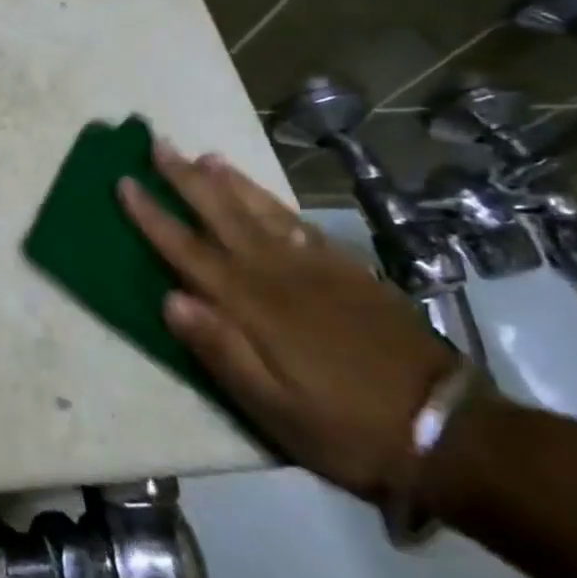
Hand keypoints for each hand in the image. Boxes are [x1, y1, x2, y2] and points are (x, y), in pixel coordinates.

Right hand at [118, 144, 456, 501]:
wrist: (452, 433)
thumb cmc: (345, 427)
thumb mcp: (273, 407)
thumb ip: (220, 350)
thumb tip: (169, 298)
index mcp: (253, 305)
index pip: (188, 251)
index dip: (153, 216)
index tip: (124, 182)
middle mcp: (280, 274)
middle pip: (223, 215)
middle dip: (185, 179)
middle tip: (158, 143)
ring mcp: (319, 270)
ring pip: (263, 212)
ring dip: (229, 182)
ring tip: (204, 156)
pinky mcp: (350, 274)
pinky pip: (300, 226)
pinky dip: (274, 204)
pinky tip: (264, 197)